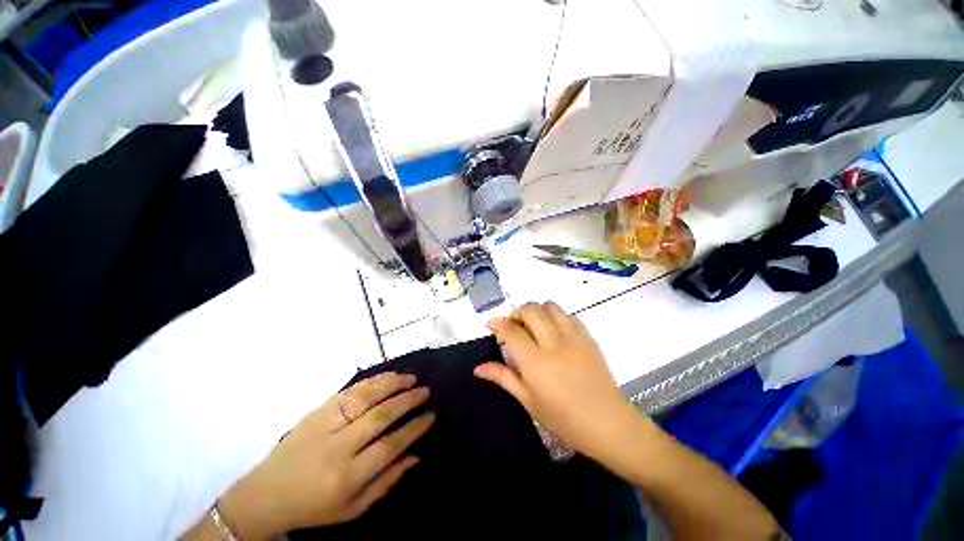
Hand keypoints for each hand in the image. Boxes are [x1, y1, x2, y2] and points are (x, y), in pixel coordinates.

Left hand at [218, 373, 433, 538]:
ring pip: (365, 397)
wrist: (264, 495)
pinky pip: (349, 390)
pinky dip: (372, 381)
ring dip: (392, 384)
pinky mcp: (316, 411)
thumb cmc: (314, 507)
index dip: (414, 428)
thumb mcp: (352, 509)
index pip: (390, 446)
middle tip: (425, 391)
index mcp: (346, 477)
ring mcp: (324, 425)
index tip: (431, 415)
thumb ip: (387, 481)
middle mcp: (336, 448)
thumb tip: (416, 454)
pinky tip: (387, 376)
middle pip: (379, 416)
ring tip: (411, 378)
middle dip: (407, 400)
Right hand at [475, 302, 644, 462]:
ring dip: (537, 310)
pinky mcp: (588, 337)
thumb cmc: (563, 418)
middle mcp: (553, 343)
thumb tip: (478, 368)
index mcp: (535, 362)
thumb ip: (503, 378)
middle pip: (530, 310)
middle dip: (516, 312)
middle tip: (513, 325)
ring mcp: (573, 338)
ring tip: (533, 325)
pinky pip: (569, 315)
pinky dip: (556, 316)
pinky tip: (554, 331)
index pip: (512, 331)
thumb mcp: (528, 401)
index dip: (498, 323)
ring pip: (550, 306)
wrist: (607, 423)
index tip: (493, 325)